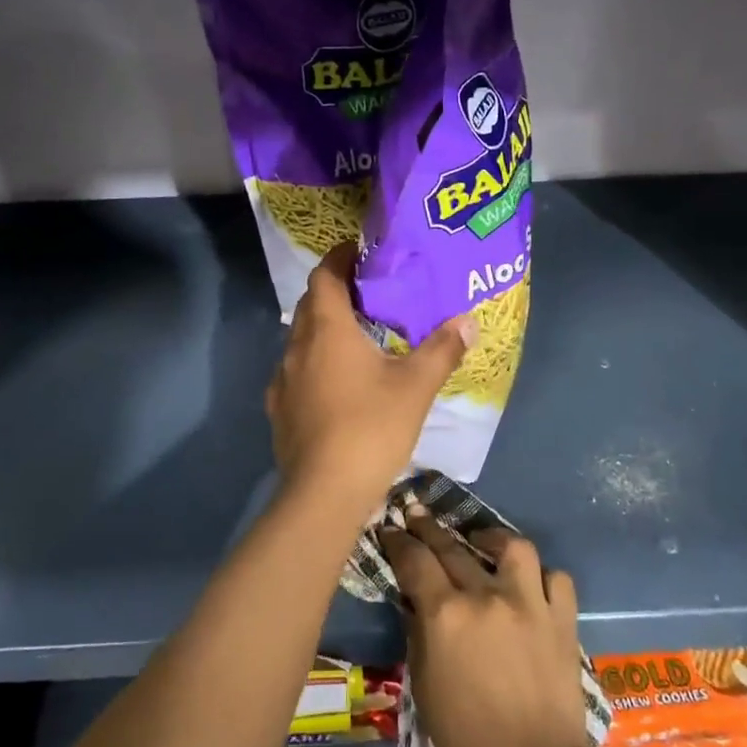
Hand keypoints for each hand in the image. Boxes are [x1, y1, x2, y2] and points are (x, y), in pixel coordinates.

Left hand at [265, 244, 472, 526]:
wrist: (323, 493)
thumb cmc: (371, 428)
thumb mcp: (415, 387)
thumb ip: (442, 349)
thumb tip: (467, 321)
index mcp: (326, 329)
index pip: (324, 275)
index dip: (339, 258)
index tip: (361, 253)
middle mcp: (297, 347)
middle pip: (310, 304)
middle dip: (335, 292)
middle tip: (370, 294)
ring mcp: (283, 380)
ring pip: (301, 339)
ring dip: (324, 330)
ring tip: (358, 337)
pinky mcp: (279, 410)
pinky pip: (296, 371)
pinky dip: (316, 363)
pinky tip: (338, 384)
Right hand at [381, 511, 593, 746]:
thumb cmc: (466, 738)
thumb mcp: (422, 685)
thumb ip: (418, 632)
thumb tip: (416, 600)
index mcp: (446, 614)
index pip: (414, 559)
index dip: (398, 540)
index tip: (390, 528)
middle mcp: (486, 596)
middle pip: (452, 545)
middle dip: (429, 527)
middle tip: (417, 515)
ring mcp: (529, 603)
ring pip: (512, 546)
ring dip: (491, 538)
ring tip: (480, 542)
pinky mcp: (562, 619)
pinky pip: (555, 578)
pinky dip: (541, 576)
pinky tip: (529, 584)